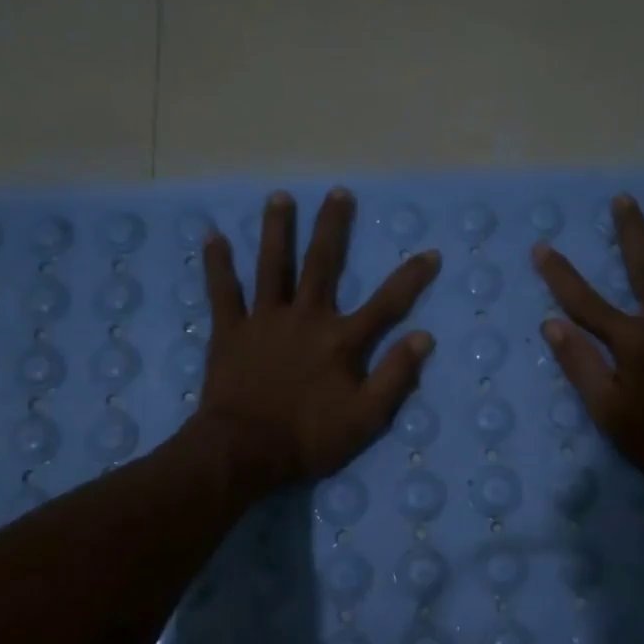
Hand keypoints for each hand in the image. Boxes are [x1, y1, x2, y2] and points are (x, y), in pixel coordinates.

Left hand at [188, 187, 440, 497]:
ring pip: (272, 266)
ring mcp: (264, 321)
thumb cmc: (309, 438)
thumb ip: (395, 377)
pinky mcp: (230, 331)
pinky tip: (213, 238)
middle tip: (338, 192)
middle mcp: (305, 318)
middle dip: (332, 227)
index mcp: (341, 341)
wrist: (244, 451)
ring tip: (279, 197)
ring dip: (276, 230)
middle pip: (322, 265)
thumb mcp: (366, 418)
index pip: (386, 304)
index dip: (411, 278)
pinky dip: (218, 265)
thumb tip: (422, 338)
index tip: (430, 253)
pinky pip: (223, 292)